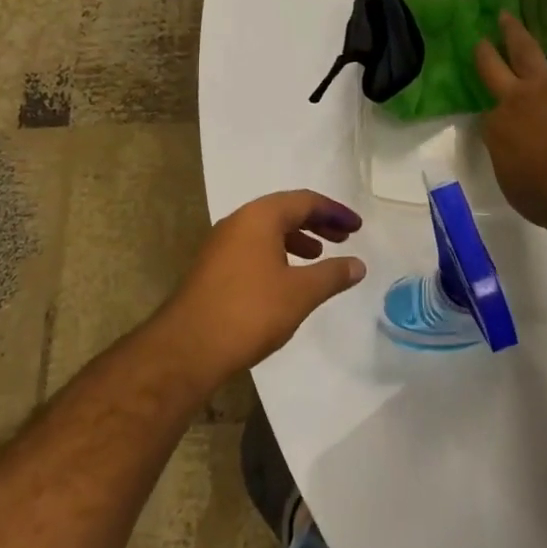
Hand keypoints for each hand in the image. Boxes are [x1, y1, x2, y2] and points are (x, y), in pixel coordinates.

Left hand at [162, 190, 365, 383]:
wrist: (188, 347)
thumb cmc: (250, 311)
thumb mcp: (300, 292)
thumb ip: (332, 275)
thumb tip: (358, 264)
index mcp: (260, 216)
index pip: (305, 200)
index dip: (334, 211)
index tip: (357, 226)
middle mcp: (238, 221)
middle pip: (285, 210)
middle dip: (317, 221)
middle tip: (344, 237)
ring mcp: (222, 243)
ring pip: (267, 229)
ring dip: (297, 238)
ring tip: (319, 255)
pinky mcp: (214, 266)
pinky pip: (253, 247)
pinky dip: (277, 253)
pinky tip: (286, 277)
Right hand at [476, 0, 546, 227]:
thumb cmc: (545, 195)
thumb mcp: (512, 182)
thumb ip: (510, 160)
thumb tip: (515, 150)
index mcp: (496, 126)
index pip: (491, 114)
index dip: (495, 114)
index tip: (497, 116)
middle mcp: (515, 98)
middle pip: (496, 69)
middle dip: (488, 53)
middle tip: (481, 38)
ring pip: (528, 51)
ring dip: (517, 31)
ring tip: (508, 15)